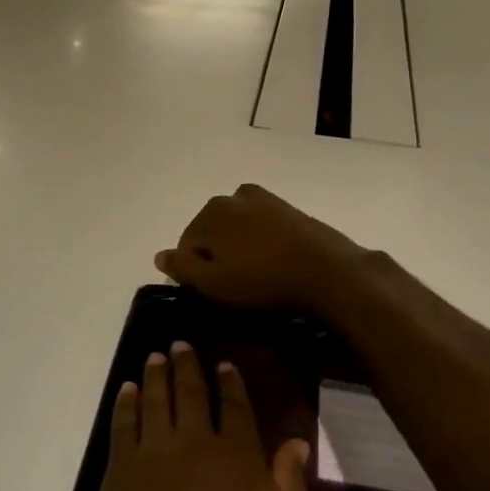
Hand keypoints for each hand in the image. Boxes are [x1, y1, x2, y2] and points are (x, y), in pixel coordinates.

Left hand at [90, 342, 313, 490]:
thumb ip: (292, 485)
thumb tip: (297, 441)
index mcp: (237, 457)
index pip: (236, 408)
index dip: (231, 383)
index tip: (224, 364)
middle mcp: (194, 442)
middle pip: (191, 393)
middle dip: (187, 366)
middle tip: (180, 344)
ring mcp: (153, 453)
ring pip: (154, 399)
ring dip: (155, 375)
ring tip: (155, 356)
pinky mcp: (119, 471)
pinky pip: (122, 424)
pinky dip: (125, 403)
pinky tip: (126, 390)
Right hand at [154, 184, 368, 313]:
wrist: (329, 273)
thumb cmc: (264, 282)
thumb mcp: (214, 284)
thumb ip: (182, 268)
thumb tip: (160, 256)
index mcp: (210, 213)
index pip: (187, 244)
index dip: (195, 271)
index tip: (214, 292)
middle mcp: (232, 197)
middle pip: (211, 231)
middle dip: (217, 255)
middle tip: (236, 285)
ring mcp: (263, 199)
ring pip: (236, 226)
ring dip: (239, 246)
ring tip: (256, 274)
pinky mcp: (288, 208)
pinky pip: (261, 224)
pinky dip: (261, 239)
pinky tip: (274, 261)